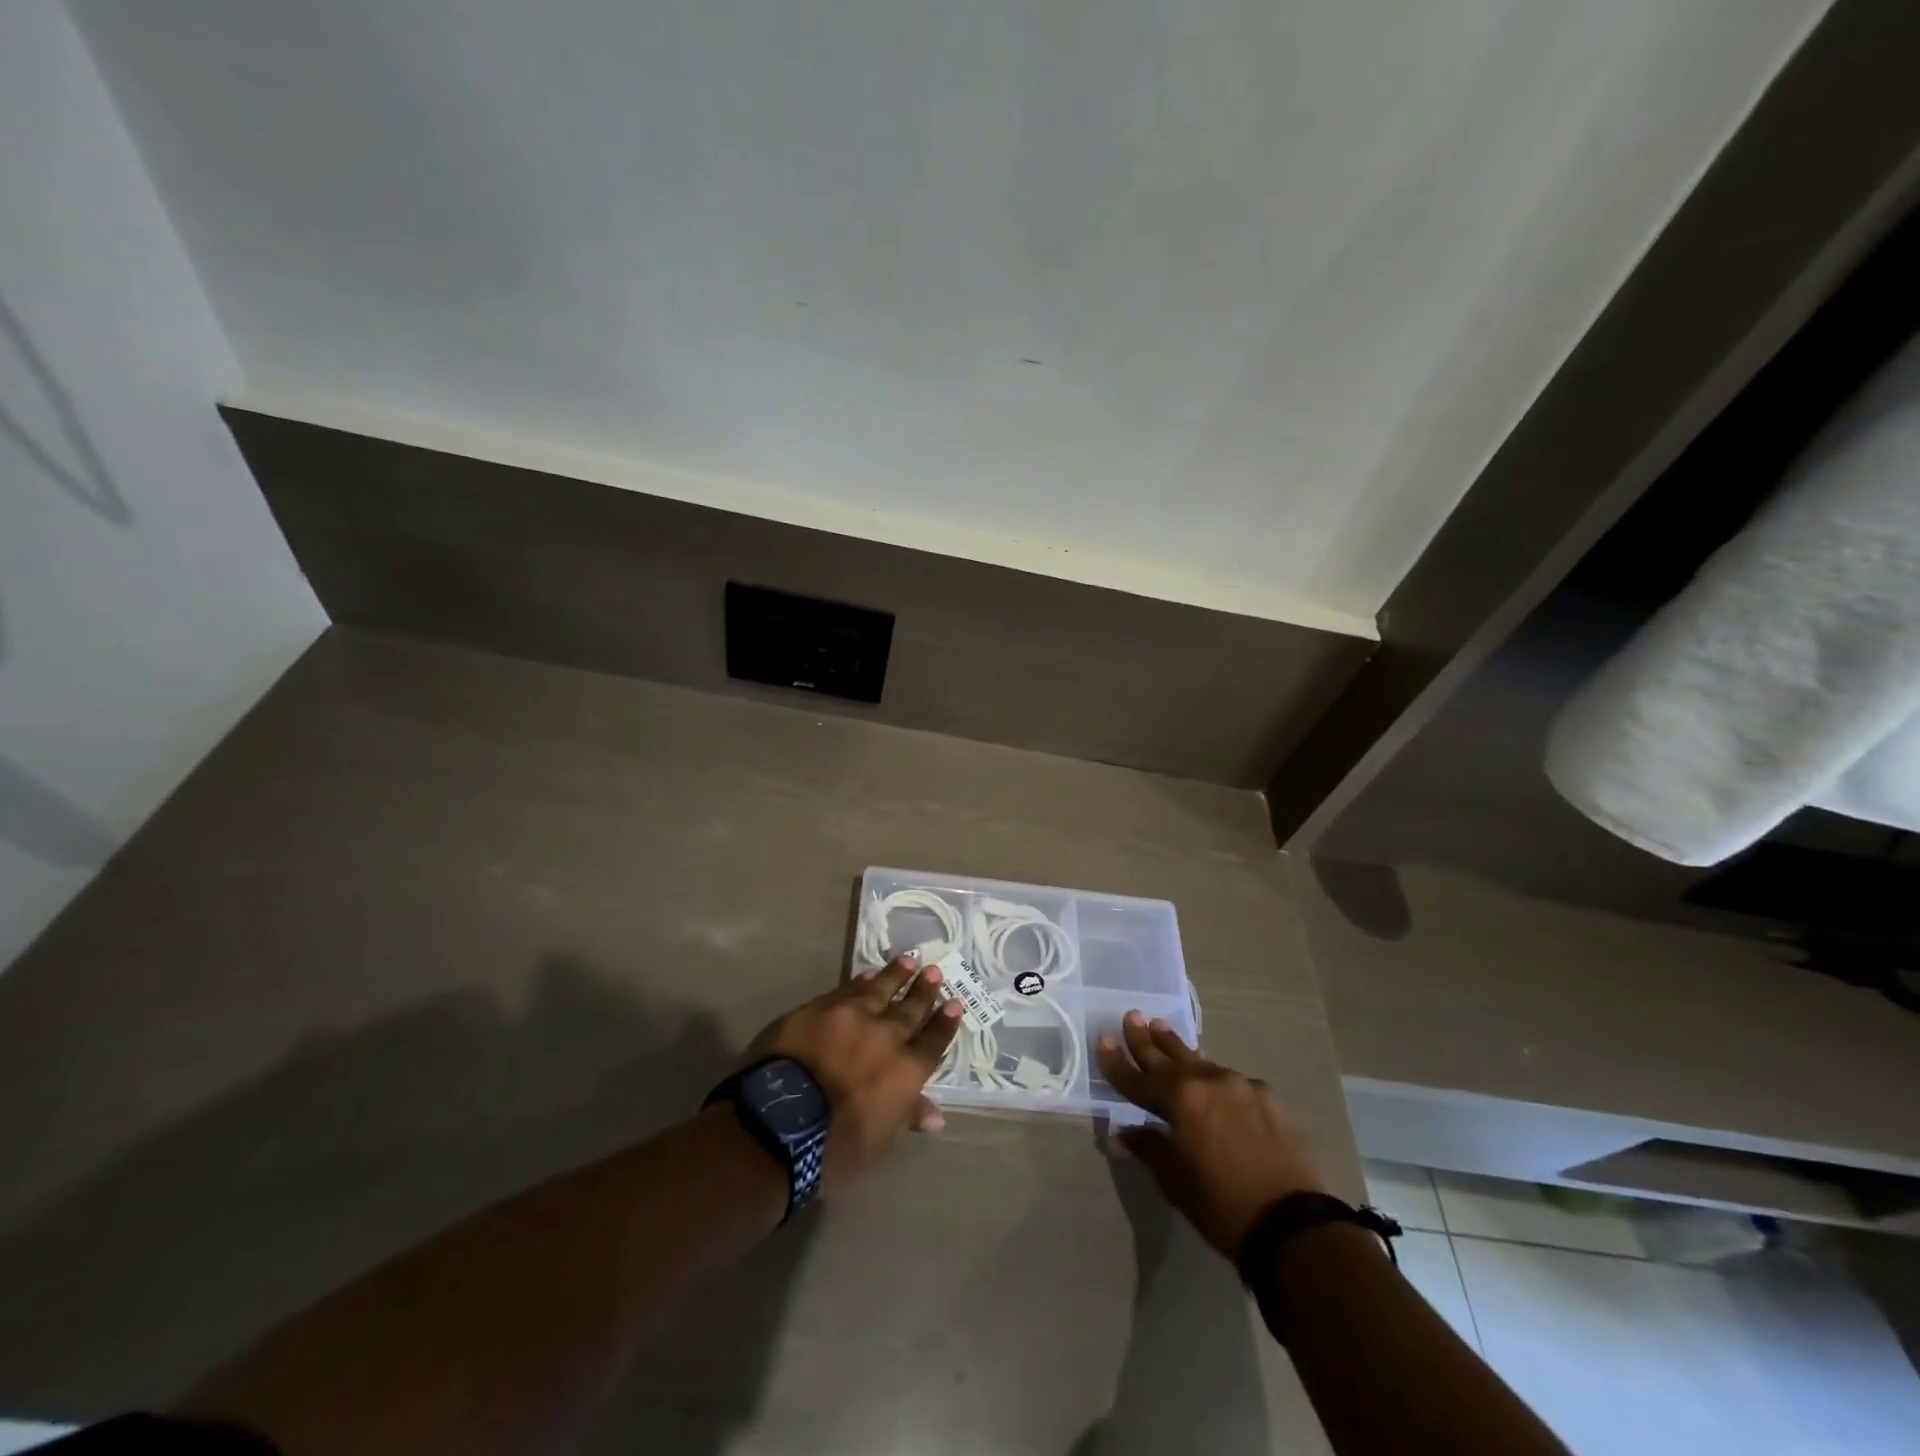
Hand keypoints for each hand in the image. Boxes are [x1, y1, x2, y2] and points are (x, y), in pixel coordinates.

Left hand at [747, 955, 962, 1191]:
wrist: (781, 1119)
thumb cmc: (834, 1147)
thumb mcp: (878, 1144)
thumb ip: (906, 1119)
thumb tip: (936, 1116)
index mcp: (906, 1072)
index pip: (933, 1042)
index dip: (945, 1023)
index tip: (955, 1003)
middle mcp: (886, 1037)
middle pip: (910, 1009)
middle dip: (924, 991)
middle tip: (935, 971)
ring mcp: (853, 1017)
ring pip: (880, 989)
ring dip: (896, 975)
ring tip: (908, 960)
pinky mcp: (820, 1008)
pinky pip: (848, 989)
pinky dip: (861, 981)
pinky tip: (866, 974)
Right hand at [1098, 1011, 1329, 1257]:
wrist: (1297, 1226)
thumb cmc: (1224, 1207)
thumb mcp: (1176, 1182)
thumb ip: (1148, 1148)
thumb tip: (1118, 1136)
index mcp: (1181, 1100)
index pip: (1138, 1078)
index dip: (1117, 1062)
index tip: (1103, 1039)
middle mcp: (1208, 1081)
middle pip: (1168, 1057)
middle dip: (1146, 1039)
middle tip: (1132, 1016)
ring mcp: (1242, 1085)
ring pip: (1200, 1062)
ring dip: (1178, 1048)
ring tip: (1161, 1028)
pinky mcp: (1269, 1097)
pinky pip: (1231, 1079)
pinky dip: (1213, 1075)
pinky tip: (1212, 1076)